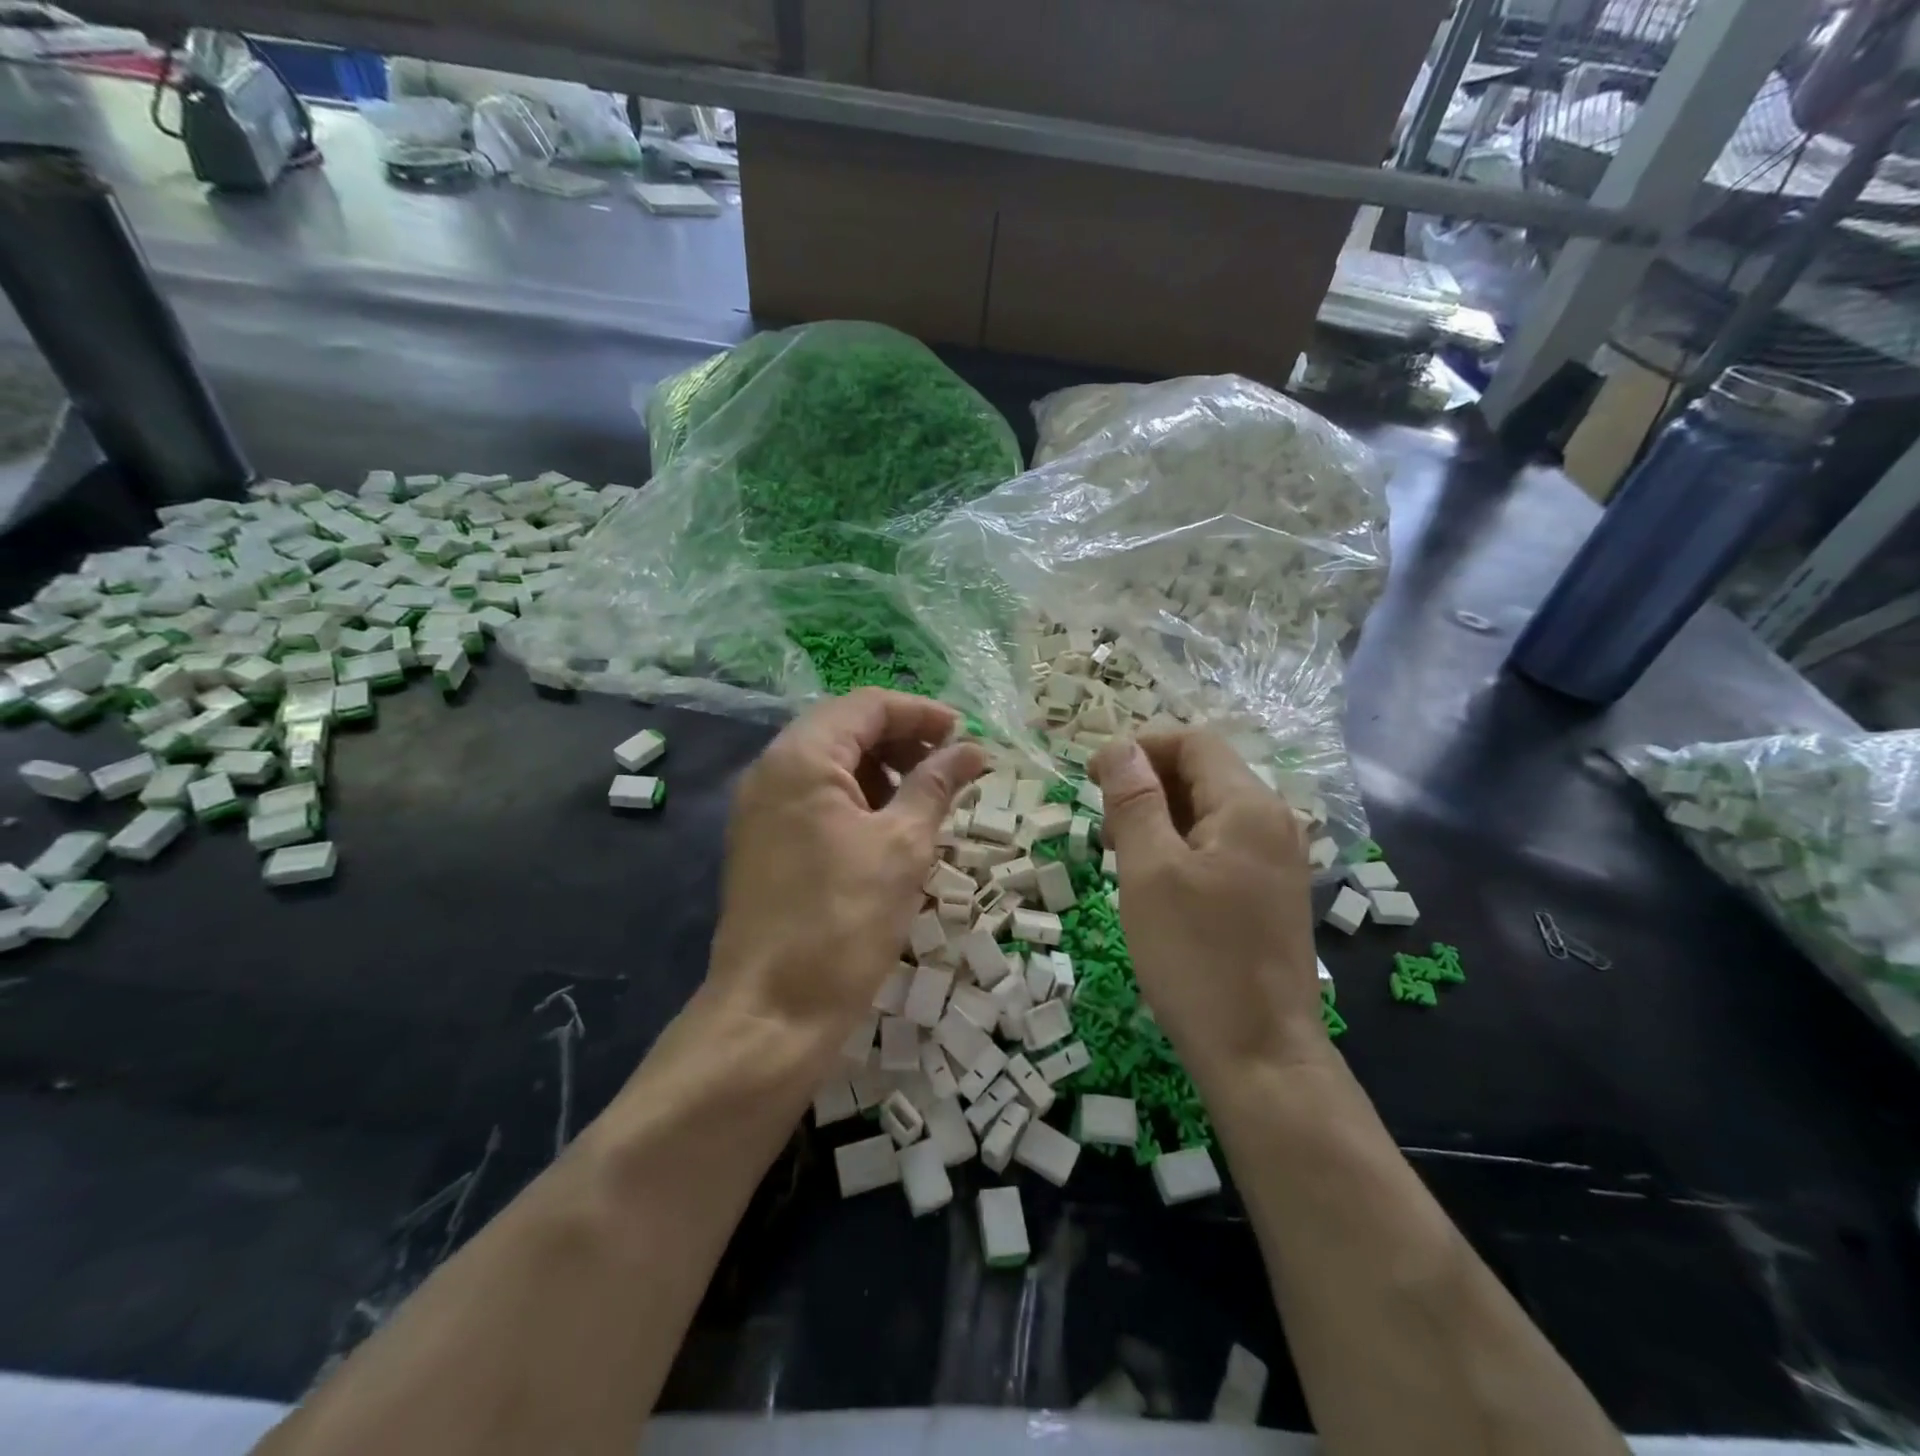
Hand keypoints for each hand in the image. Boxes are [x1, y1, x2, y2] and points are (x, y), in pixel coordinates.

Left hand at [707, 690, 985, 1055]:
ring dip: (881, 771)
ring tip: (925, 801)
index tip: (966, 737)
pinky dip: (856, 800)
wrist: (772, 1012)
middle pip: (845, 729)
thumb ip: (936, 785)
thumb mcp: (904, 846)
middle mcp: (770, 770)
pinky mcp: (762, 842)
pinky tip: (889, 830)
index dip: (922, 714)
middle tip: (950, 769)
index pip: (867, 706)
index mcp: (801, 757)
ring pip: (830, 765)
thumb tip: (973, 748)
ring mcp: (760, 808)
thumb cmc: (844, 921)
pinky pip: (814, 799)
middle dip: (902, 741)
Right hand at [1091, 731, 1329, 1090]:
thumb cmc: (1196, 957)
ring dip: (1160, 816)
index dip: (1139, 748)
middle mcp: (1273, 822)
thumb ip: (1133, 800)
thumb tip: (1118, 746)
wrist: (1259, 1054)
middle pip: (1203, 773)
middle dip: (1146, 784)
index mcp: (1249, 806)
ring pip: (1209, 811)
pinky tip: (1153, 879)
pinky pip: (1220, 845)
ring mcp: (1277, 859)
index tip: (1090, 777)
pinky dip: (1180, 845)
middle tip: (1103, 826)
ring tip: (1120, 853)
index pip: (1193, 743)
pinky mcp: (1270, 892)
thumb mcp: (1149, 872)